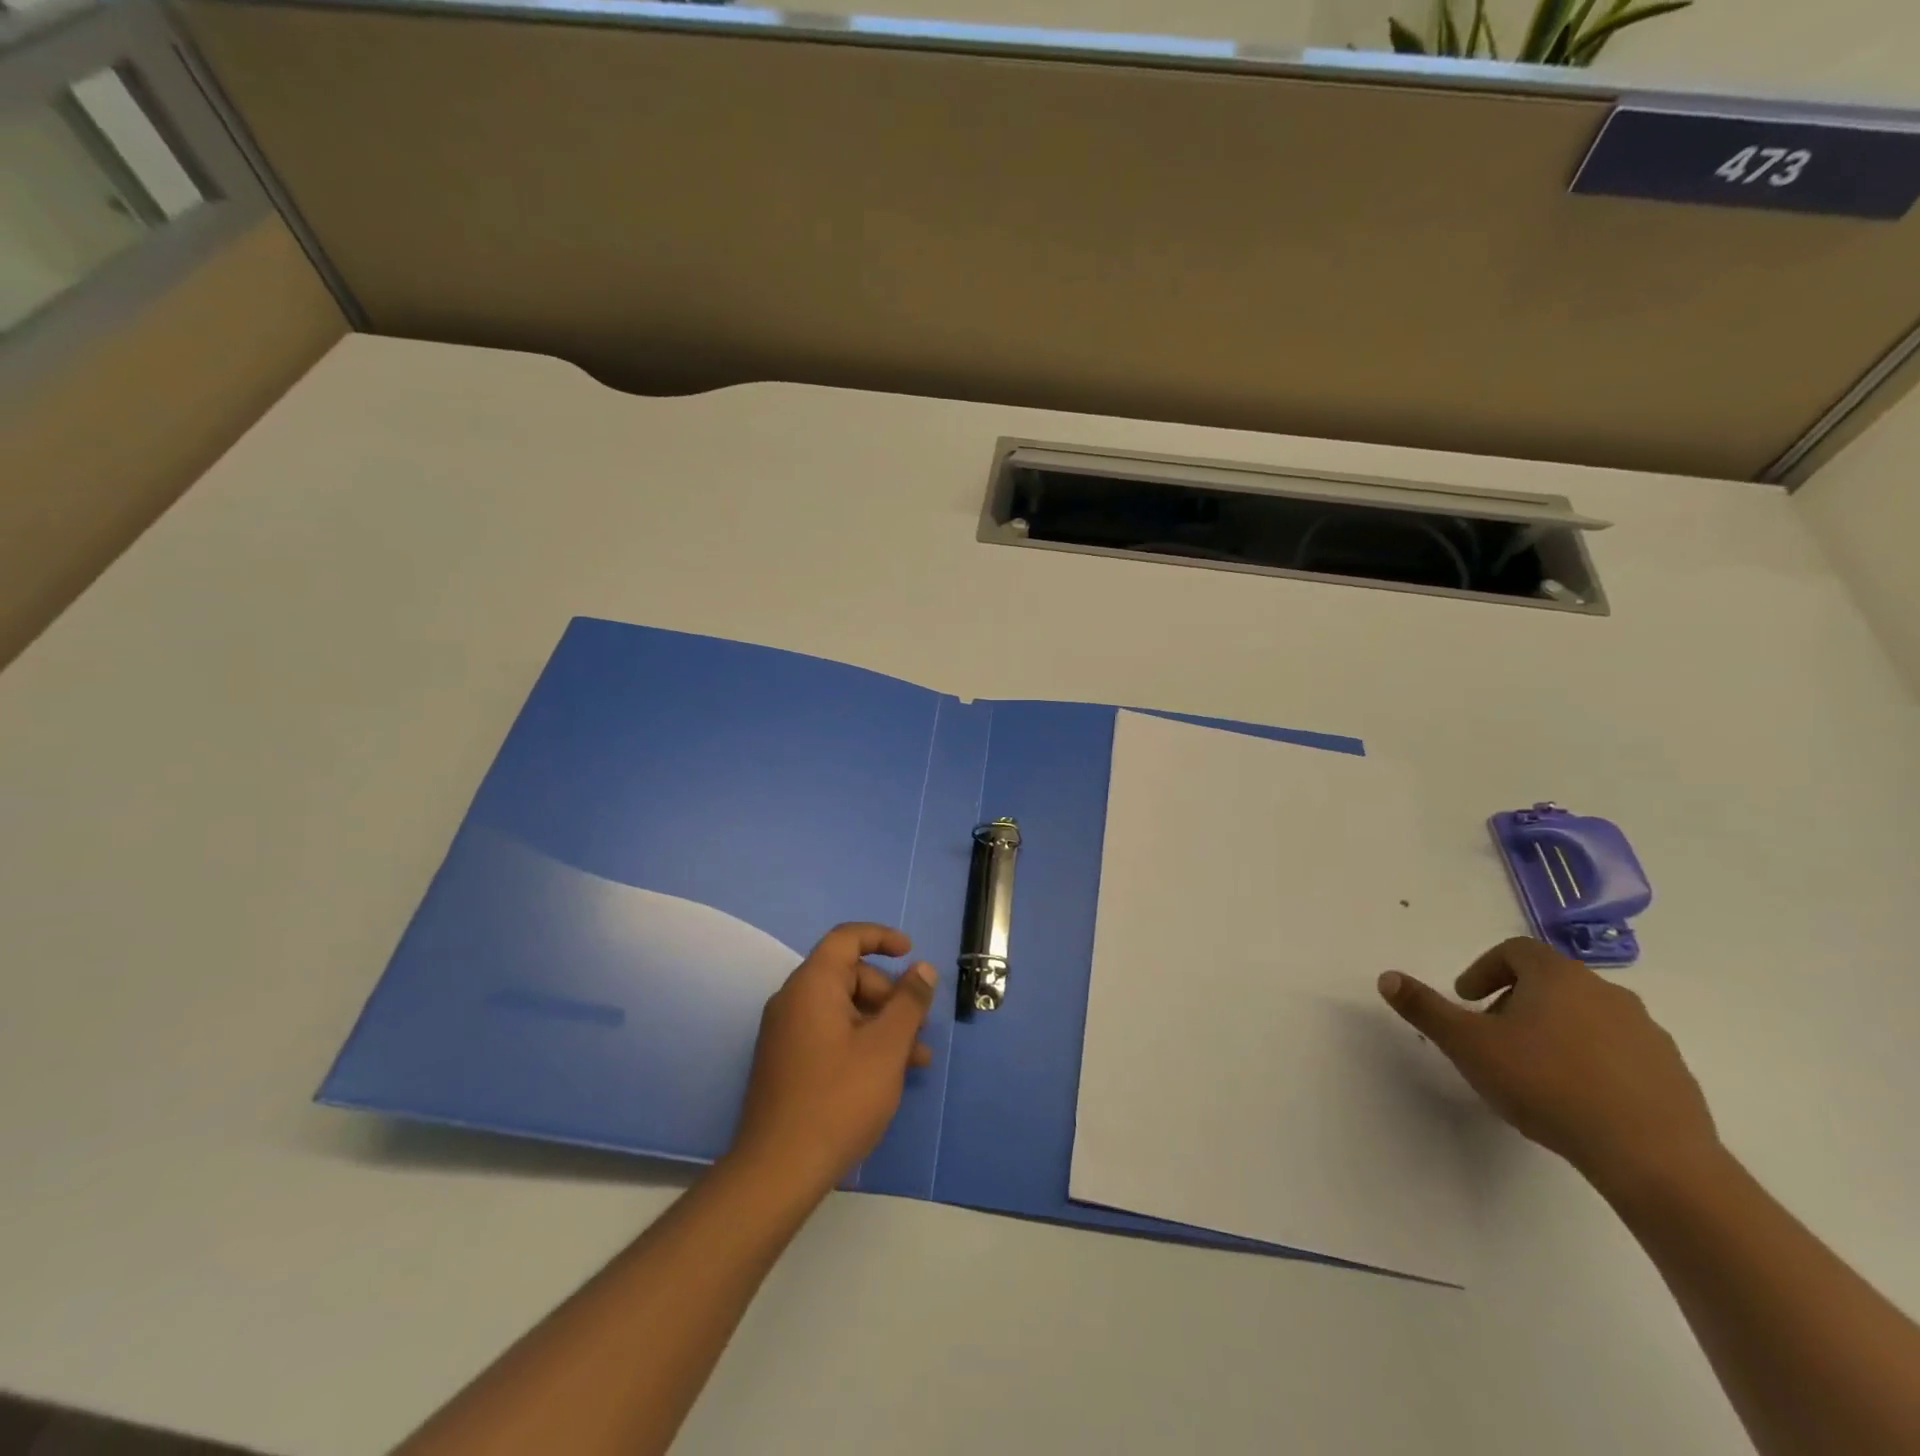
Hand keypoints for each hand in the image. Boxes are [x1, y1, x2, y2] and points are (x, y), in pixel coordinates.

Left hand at [728, 922, 936, 1198]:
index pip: (846, 939)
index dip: (881, 938)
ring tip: (916, 1061)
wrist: (778, 1170)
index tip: (910, 953)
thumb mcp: (886, 1047)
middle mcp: (793, 1000)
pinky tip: (886, 1075)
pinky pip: (829, 1033)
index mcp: (812, 985)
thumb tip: (923, 969)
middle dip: (889, 995)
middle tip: (919, 1028)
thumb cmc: (838, 1098)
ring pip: (843, 1009)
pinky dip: (860, 1042)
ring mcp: (786, 1033)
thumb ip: (909, 1002)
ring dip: (881, 1025)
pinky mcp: (786, 1062)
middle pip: (848, 976)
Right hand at [1378, 937, 1719, 1195]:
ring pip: (1586, 1016)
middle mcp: (1606, 992)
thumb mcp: (1468, 1045)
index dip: (1484, 970)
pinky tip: (1578, 1098)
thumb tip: (1387, 977)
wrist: (1653, 1158)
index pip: (1515, 950)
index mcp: (1557, 976)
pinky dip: (1592, 1061)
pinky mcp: (1672, 1073)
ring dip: (1555, 1031)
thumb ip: (1425, 1008)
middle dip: (1516, 1002)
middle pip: (1551, 982)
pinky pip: (1620, 1052)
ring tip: (1534, 1071)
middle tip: (1493, 1037)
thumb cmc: (1547, 1085)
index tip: (1468, 1000)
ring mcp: (1646, 1033)